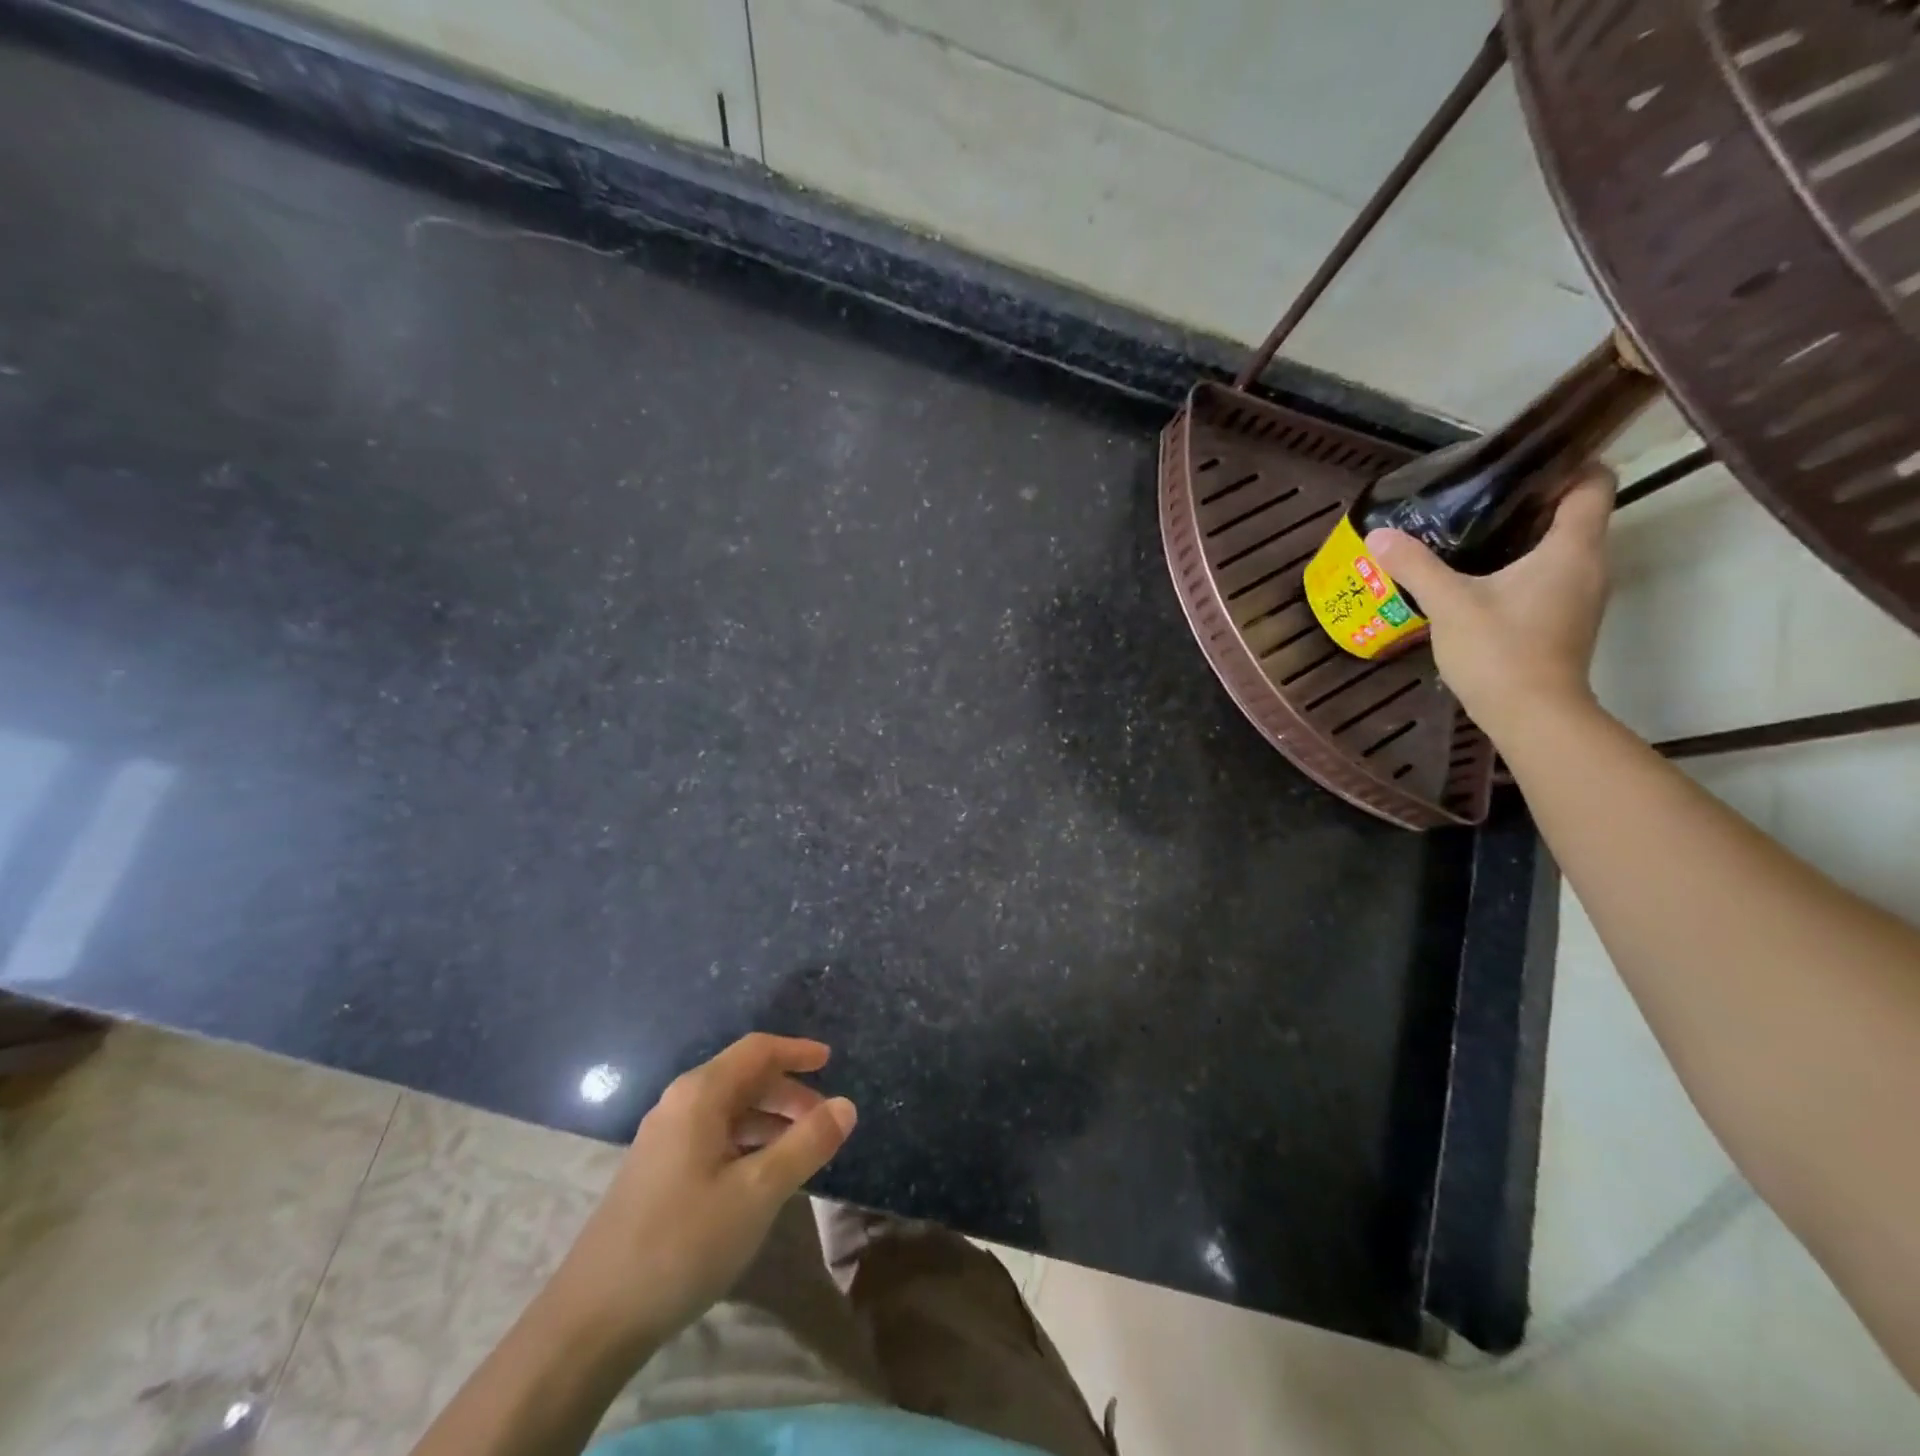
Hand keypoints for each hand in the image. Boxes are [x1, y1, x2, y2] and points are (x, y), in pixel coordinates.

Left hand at [548, 1033, 856, 1348]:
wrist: (591, 1320)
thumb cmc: (683, 1242)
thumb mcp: (758, 1192)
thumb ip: (806, 1144)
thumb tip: (846, 1105)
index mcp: (700, 1095)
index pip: (757, 1051)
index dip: (796, 1051)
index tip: (831, 1060)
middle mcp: (679, 1104)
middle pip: (743, 1078)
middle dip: (788, 1091)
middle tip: (824, 1119)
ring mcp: (663, 1139)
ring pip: (729, 1110)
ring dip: (769, 1120)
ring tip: (802, 1150)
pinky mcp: (657, 1172)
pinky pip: (713, 1137)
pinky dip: (747, 1142)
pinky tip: (761, 1177)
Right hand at [1365, 465, 1615, 733]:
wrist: (1532, 715)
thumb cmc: (1500, 650)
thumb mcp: (1449, 603)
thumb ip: (1415, 565)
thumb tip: (1379, 535)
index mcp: (1573, 548)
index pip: (1593, 482)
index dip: (1565, 464)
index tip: (1519, 465)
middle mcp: (1589, 564)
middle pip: (1574, 514)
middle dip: (1531, 501)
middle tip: (1478, 499)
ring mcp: (1581, 595)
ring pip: (1561, 547)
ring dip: (1524, 537)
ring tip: (1471, 535)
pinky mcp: (1565, 620)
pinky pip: (1550, 576)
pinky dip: (1522, 568)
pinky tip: (1479, 579)